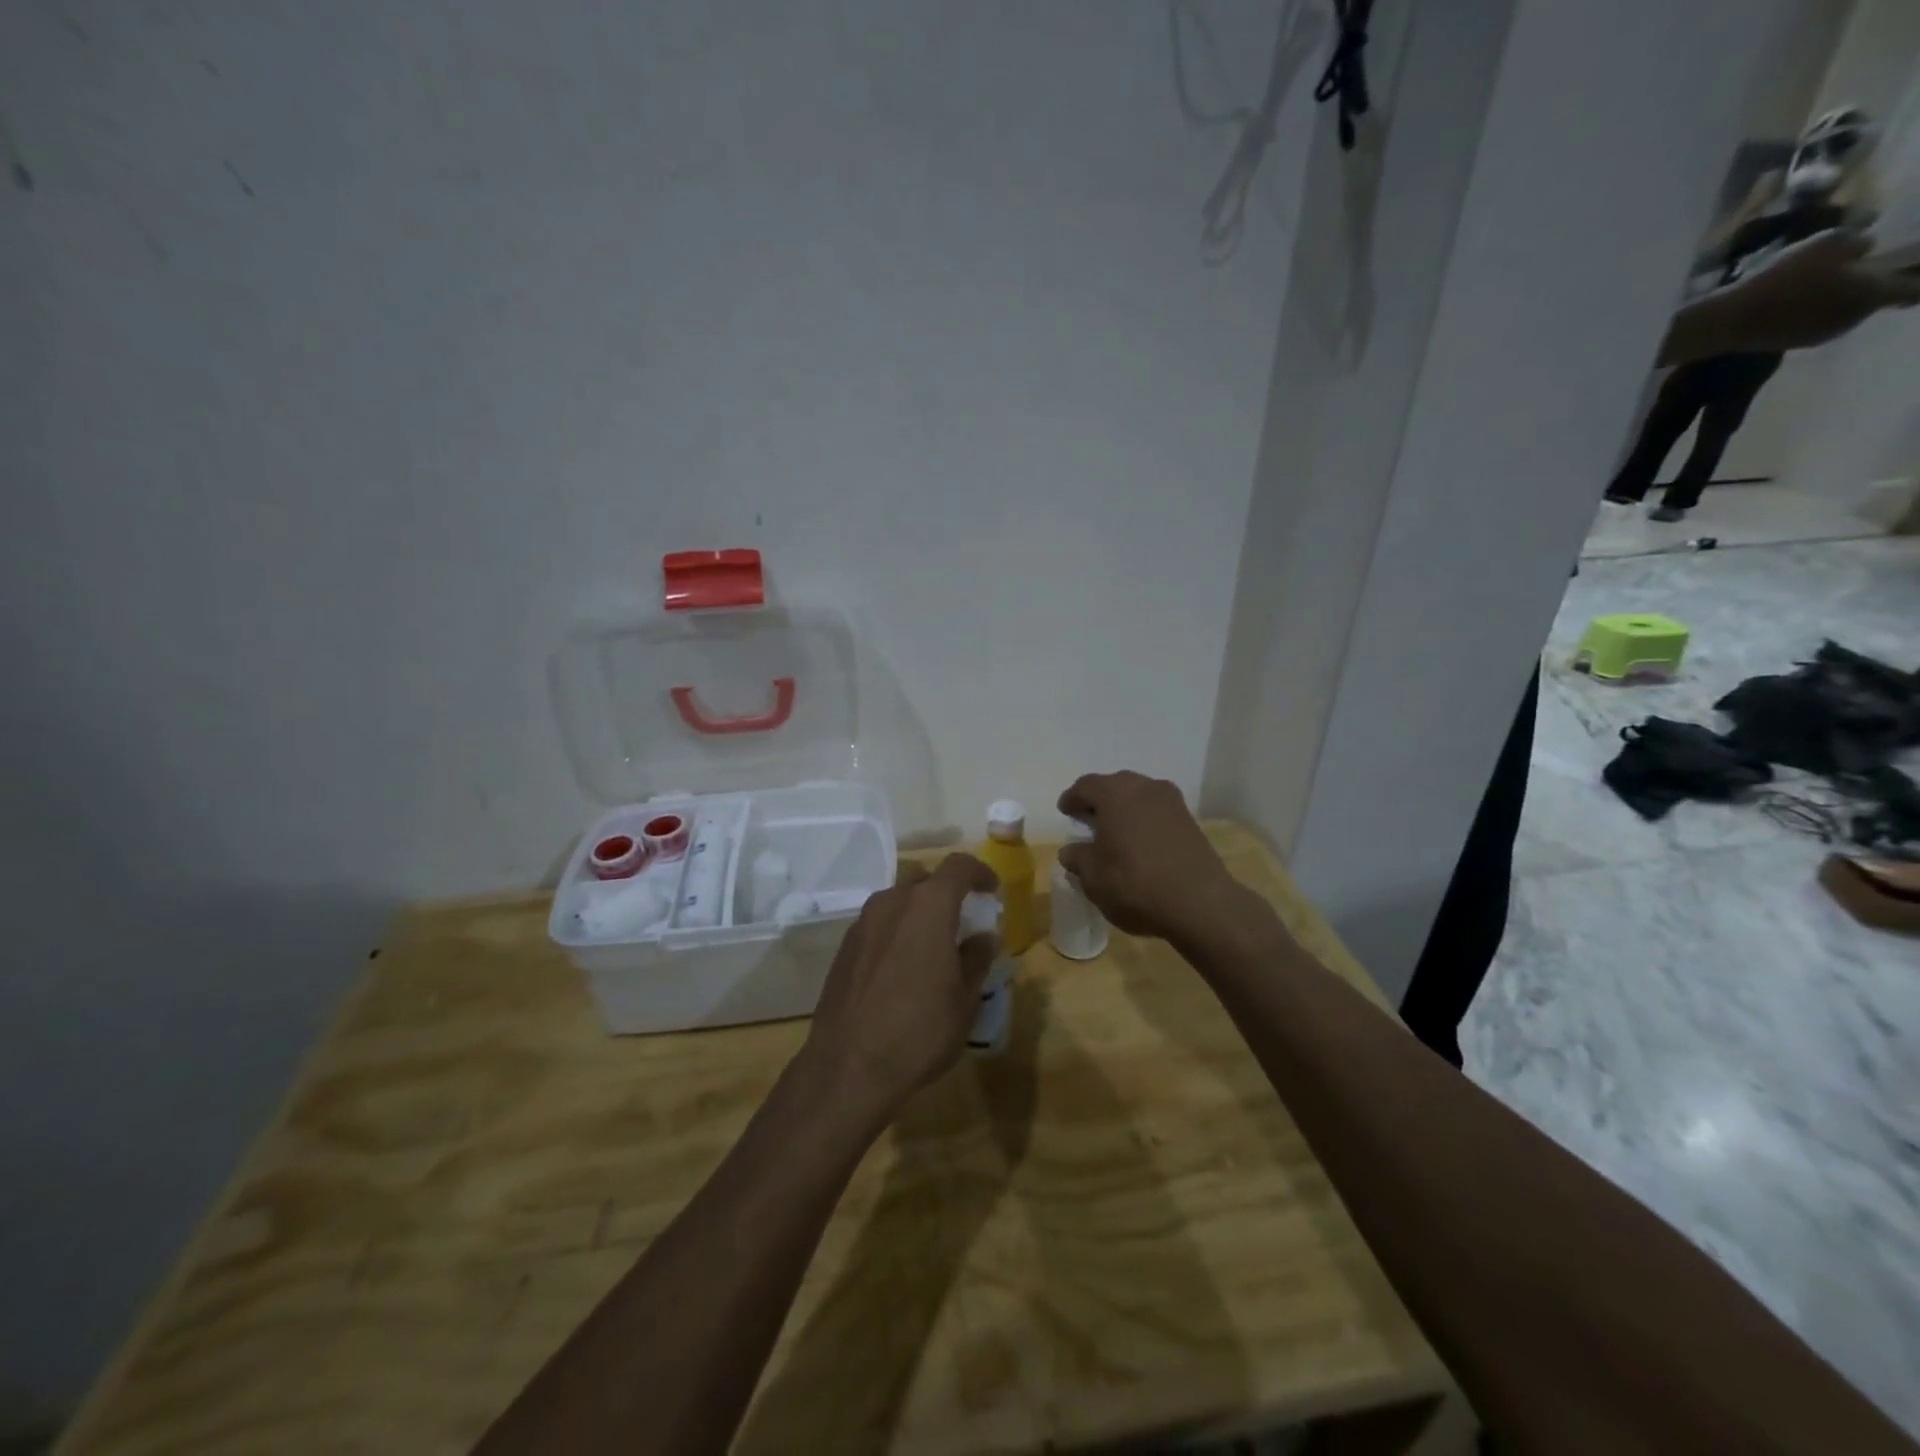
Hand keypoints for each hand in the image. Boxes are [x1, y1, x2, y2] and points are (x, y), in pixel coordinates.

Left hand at [804, 855, 998, 1119]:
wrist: (849, 1067)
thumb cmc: (920, 1030)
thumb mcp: (964, 998)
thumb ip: (976, 958)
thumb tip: (984, 936)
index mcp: (927, 906)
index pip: (958, 866)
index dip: (979, 872)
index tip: (991, 890)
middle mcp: (891, 903)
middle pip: (923, 880)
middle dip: (946, 892)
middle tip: (962, 920)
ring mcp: (862, 923)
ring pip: (897, 901)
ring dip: (918, 912)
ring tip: (933, 946)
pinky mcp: (844, 948)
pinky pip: (878, 925)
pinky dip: (896, 931)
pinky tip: (903, 967)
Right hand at [1057, 771, 1242, 942]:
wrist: (1200, 904)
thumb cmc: (1135, 883)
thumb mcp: (1093, 877)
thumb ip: (1077, 858)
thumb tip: (1070, 851)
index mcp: (1115, 792)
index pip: (1085, 786)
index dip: (1072, 798)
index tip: (1065, 812)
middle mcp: (1145, 787)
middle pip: (1114, 786)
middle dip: (1098, 802)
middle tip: (1087, 821)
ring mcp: (1172, 802)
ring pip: (1138, 797)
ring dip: (1123, 811)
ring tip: (1113, 834)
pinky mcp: (1190, 821)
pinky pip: (1157, 812)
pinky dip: (1143, 822)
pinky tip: (1138, 844)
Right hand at [1686, 230, 1919, 356]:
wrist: (1728, 321)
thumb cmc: (1782, 280)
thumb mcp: (1827, 243)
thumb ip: (1857, 243)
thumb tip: (1865, 249)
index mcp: (1871, 294)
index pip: (1917, 289)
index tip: (1913, 269)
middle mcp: (1853, 319)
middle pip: (1875, 300)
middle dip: (1870, 286)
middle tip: (1851, 271)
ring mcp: (1821, 334)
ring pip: (1843, 312)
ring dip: (1837, 300)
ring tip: (1813, 287)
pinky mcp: (1793, 343)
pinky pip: (1815, 323)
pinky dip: (1811, 312)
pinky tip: (1790, 303)